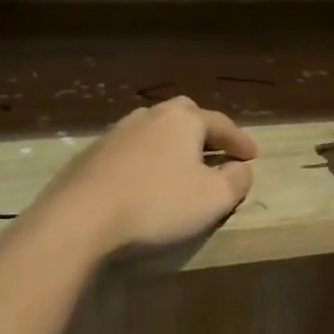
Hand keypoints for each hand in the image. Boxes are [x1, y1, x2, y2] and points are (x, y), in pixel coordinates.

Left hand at [31, 96, 256, 255]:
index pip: (220, 124)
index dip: (239, 141)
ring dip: (171, 145)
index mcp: (182, 120)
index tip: (253, 156)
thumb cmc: (157, 204)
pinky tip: (145, 181)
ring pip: (153, 131)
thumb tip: (241, 168)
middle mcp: (149, 116)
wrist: (80, 217)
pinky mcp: (91, 155)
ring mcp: (116, 133)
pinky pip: (130, 151)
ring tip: (180, 166)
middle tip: (215, 150)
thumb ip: (236, 180)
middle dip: (203, 132)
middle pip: (184, 116)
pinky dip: (145, 161)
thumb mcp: (213, 198)